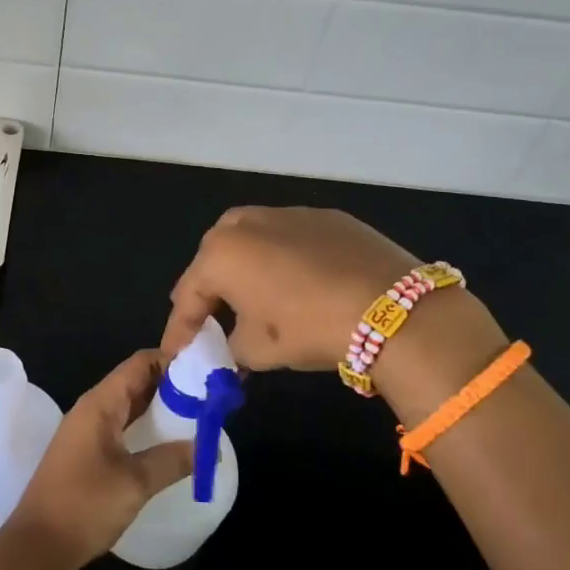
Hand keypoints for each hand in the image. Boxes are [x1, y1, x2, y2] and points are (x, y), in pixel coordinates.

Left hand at [0, 350, 192, 569]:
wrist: (36, 544)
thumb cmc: (84, 505)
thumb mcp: (134, 483)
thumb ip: (172, 460)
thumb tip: (208, 447)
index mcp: (100, 403)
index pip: (139, 363)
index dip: (171, 360)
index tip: (205, 370)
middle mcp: (92, 408)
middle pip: (135, 381)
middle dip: (171, 385)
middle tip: (208, 396)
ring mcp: (86, 430)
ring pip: (128, 405)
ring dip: (159, 407)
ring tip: (196, 417)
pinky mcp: (86, 452)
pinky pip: (121, 426)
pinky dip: (145, 427)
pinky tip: (166, 443)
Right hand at [162, 206, 506, 410]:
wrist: (392, 309)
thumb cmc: (309, 327)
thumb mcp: (259, 350)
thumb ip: (232, 347)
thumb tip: (234, 348)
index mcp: (220, 253)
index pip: (187, 295)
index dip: (180, 330)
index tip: (176, 356)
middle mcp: (246, 222)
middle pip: (215, 259)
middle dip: (210, 291)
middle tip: (212, 321)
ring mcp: (288, 213)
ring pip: (252, 242)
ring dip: (247, 270)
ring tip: (257, 301)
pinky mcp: (327, 217)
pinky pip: (290, 239)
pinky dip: (285, 260)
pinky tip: (301, 285)